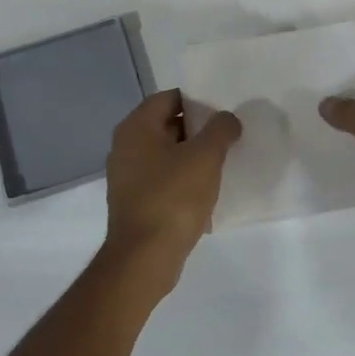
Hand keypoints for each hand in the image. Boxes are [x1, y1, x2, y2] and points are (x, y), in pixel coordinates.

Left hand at [103, 89, 242, 290]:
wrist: (145, 258)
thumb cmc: (173, 198)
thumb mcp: (205, 157)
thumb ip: (220, 129)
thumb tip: (227, 119)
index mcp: (136, 128)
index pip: (169, 98)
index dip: (198, 100)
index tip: (223, 111)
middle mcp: (126, 147)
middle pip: (167, 125)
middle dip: (198, 129)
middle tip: (228, 136)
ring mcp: (127, 176)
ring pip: (166, 154)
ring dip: (192, 157)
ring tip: (222, 163)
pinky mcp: (135, 202)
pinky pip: (163, 180)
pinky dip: (183, 180)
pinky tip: (206, 192)